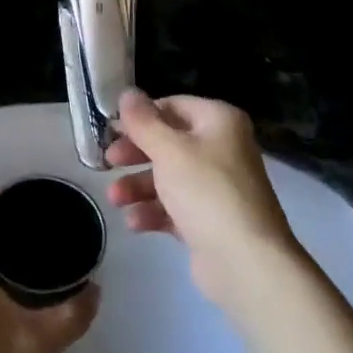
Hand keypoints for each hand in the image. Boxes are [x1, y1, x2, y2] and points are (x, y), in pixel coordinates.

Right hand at [106, 90, 302, 308]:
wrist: (245, 260)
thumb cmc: (206, 192)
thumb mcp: (169, 150)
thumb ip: (143, 122)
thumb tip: (127, 92)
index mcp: (219, 122)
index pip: (173, 106)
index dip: (140, 117)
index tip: (110, 131)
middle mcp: (222, 149)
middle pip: (168, 143)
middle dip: (135, 155)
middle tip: (107, 162)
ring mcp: (217, 187)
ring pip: (168, 178)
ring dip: (138, 187)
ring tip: (115, 200)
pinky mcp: (209, 220)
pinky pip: (175, 208)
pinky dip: (154, 212)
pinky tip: (135, 222)